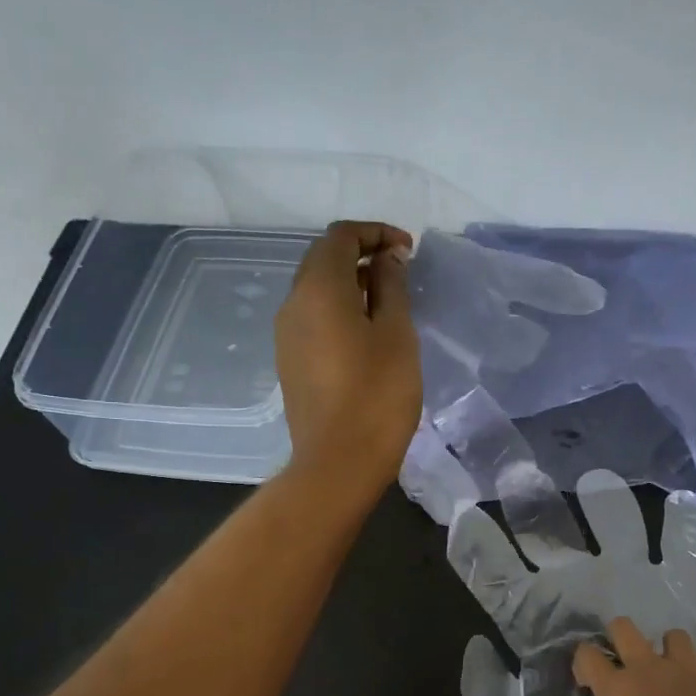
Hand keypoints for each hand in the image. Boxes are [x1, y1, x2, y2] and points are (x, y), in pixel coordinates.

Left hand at [275, 220, 421, 494]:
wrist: (337, 462)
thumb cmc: (377, 395)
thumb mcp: (396, 333)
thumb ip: (391, 286)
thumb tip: (388, 258)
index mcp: (318, 288)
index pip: (341, 236)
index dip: (376, 233)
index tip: (409, 251)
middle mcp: (293, 303)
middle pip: (323, 259)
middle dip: (362, 254)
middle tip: (401, 272)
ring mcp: (286, 335)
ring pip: (316, 289)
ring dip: (351, 283)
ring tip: (389, 303)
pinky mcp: (290, 361)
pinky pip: (313, 318)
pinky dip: (339, 309)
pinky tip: (366, 334)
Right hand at [572, 618, 695, 695]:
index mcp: (617, 687)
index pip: (587, 656)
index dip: (583, 661)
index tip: (587, 680)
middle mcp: (647, 666)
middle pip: (624, 627)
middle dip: (620, 633)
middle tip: (624, 655)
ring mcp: (686, 666)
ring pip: (676, 636)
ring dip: (675, 647)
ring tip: (677, 666)